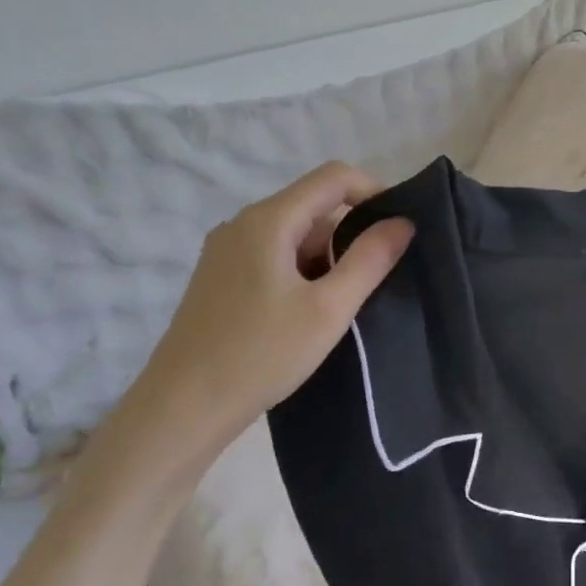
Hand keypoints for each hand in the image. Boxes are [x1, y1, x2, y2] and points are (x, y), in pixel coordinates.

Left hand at [120, 162, 413, 474]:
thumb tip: (402, 223)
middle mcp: (242, 225)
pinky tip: (310, 315)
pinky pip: (274, 258)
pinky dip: (303, 274)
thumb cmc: (261, 354)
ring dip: (328, 260)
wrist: (183, 407)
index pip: (333, 177)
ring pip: (295, 236)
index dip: (374, 192)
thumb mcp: (329, 309)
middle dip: (352, 235)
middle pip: (314, 207)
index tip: (399, 230)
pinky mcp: (221, 279)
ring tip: (344, 307)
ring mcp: (226, 252)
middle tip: (377, 281)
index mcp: (268, 220)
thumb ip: (369, 260)